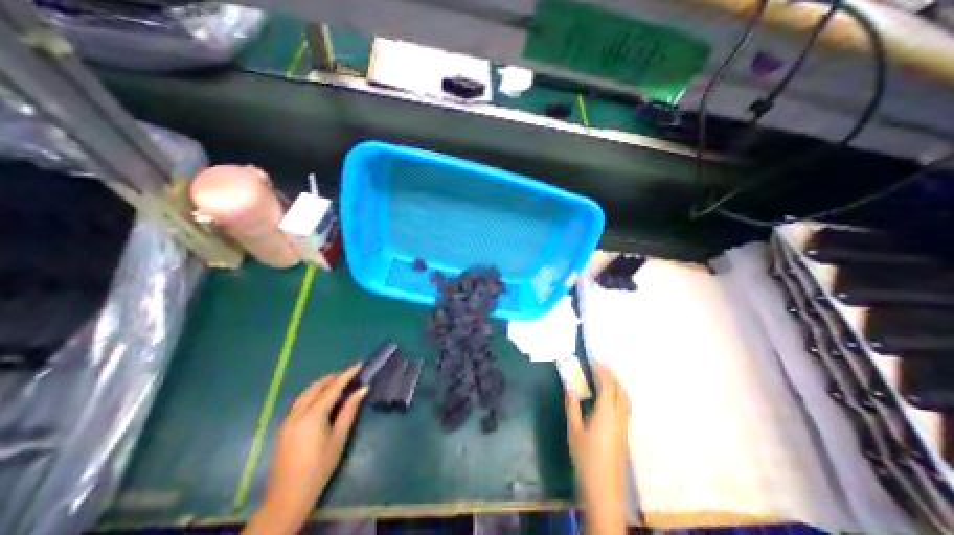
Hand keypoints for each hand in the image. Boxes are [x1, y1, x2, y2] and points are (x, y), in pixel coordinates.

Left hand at [242, 366, 365, 534]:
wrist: (287, 498)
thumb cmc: (319, 467)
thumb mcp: (339, 438)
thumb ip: (349, 410)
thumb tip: (363, 389)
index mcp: (312, 416)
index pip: (333, 388)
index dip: (347, 375)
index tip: (359, 364)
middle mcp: (297, 414)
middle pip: (315, 387)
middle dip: (332, 378)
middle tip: (349, 375)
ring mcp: (287, 420)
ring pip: (305, 393)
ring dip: (321, 385)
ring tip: (337, 384)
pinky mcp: (283, 428)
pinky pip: (299, 403)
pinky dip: (312, 395)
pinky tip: (322, 400)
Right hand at [565, 364, 631, 530]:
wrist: (603, 487)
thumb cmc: (585, 456)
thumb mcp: (574, 429)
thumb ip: (572, 405)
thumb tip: (569, 385)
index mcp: (605, 412)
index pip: (607, 385)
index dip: (602, 372)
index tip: (593, 362)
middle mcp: (619, 416)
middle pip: (620, 390)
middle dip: (611, 375)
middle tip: (599, 366)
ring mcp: (624, 425)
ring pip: (625, 398)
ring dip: (617, 384)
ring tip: (605, 377)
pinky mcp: (624, 433)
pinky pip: (625, 406)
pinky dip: (619, 394)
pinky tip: (610, 397)